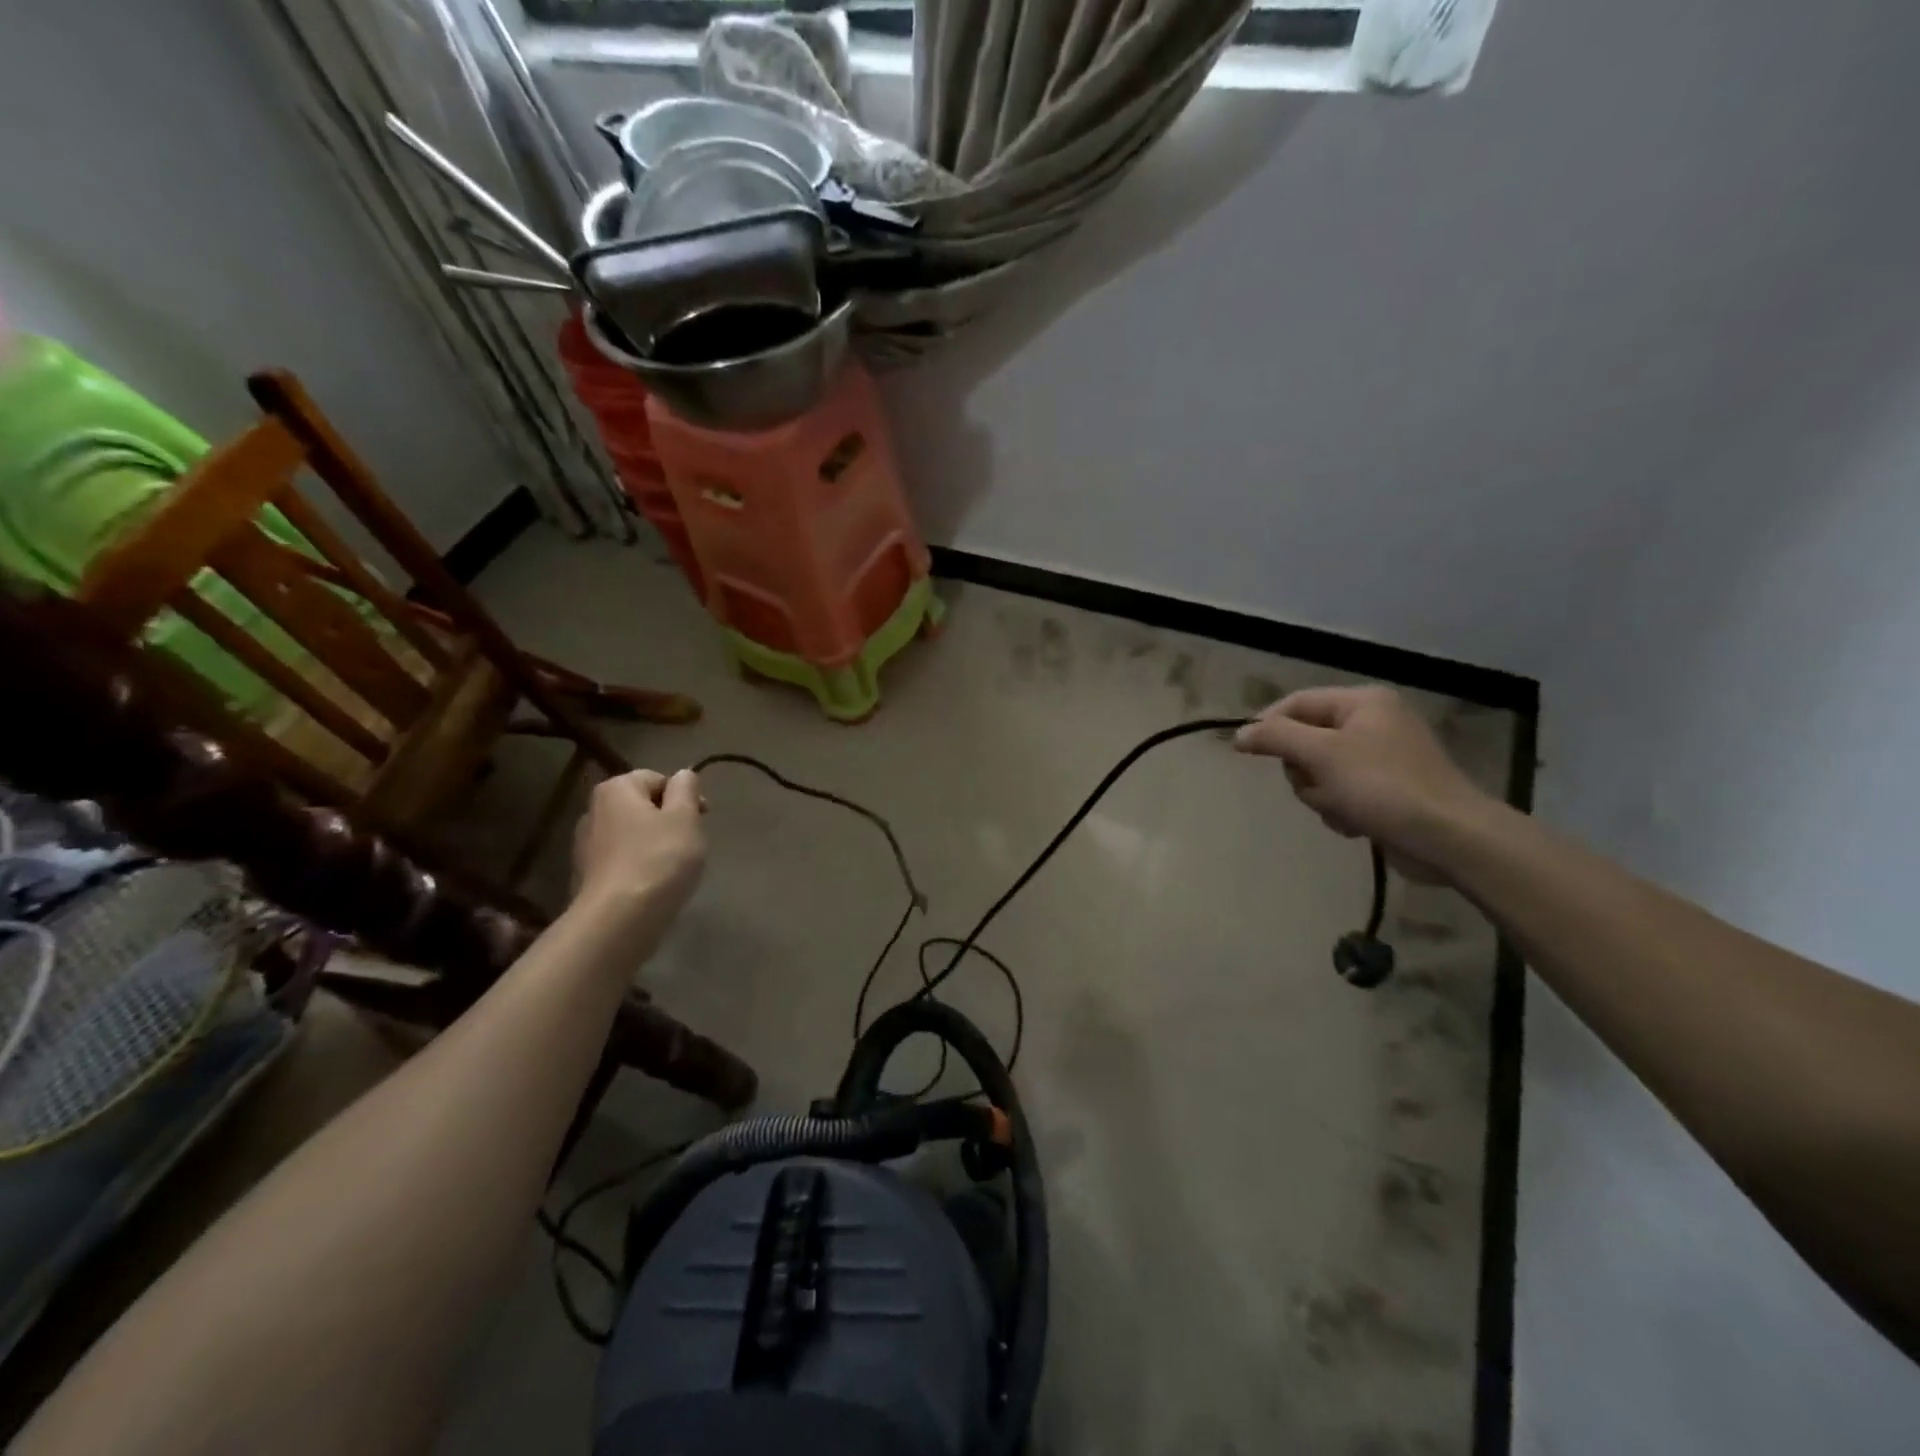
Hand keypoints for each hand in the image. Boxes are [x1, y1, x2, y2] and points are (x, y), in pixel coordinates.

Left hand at [572, 768, 706, 927]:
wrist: (618, 920)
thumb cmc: (658, 859)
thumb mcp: (685, 817)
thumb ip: (687, 789)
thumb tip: (683, 776)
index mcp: (616, 789)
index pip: (658, 779)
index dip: (684, 796)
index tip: (702, 819)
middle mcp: (593, 811)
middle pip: (643, 807)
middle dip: (669, 822)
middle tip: (691, 845)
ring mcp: (586, 846)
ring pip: (634, 835)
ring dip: (656, 846)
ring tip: (674, 869)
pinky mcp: (587, 877)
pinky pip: (623, 861)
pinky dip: (640, 867)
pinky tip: (654, 886)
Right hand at [1235, 686, 1490, 879]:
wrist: (1449, 838)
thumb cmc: (1383, 786)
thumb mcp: (1322, 755)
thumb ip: (1276, 737)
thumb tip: (1239, 734)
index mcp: (1363, 703)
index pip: (1296, 702)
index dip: (1267, 724)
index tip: (1246, 753)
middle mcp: (1373, 723)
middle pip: (1306, 740)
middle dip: (1304, 770)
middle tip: (1316, 786)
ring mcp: (1381, 758)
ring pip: (1319, 772)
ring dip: (1321, 795)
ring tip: (1343, 809)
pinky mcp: (1386, 790)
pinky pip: (1341, 793)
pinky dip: (1340, 809)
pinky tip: (1356, 823)